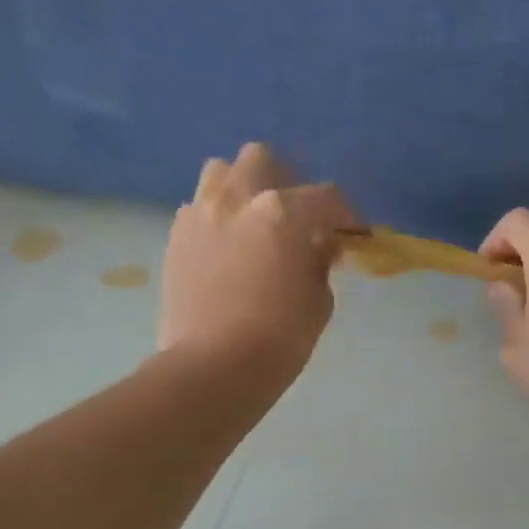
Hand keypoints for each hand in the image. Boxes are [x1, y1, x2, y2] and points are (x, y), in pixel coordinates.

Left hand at [160, 144, 355, 375]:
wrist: (212, 368)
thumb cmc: (280, 338)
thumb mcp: (319, 300)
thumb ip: (320, 262)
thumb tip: (318, 247)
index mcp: (283, 212)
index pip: (326, 197)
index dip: (346, 214)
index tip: (353, 233)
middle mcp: (238, 199)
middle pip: (263, 160)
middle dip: (285, 180)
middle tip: (296, 215)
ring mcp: (200, 214)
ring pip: (221, 173)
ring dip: (243, 189)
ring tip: (254, 222)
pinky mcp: (175, 237)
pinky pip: (199, 208)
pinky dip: (217, 218)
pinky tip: (226, 248)